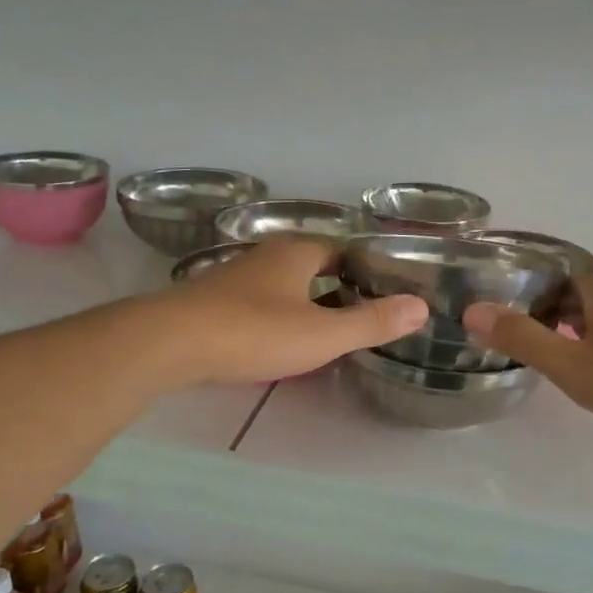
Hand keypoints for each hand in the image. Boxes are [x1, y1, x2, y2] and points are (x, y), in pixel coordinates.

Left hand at [163, 237, 427, 385]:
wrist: (172, 342)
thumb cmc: (255, 331)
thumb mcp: (323, 333)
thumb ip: (372, 322)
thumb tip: (420, 307)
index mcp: (298, 252)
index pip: (341, 250)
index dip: (364, 269)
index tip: (383, 292)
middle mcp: (267, 255)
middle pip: (311, 265)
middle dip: (334, 285)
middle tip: (359, 315)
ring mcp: (236, 276)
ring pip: (281, 283)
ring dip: (302, 301)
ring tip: (324, 330)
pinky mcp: (212, 300)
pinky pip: (256, 302)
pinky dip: (274, 314)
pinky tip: (275, 338)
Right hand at [463, 278, 592, 456]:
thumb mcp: (571, 364)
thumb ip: (522, 339)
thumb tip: (473, 310)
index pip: (559, 282)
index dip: (533, 297)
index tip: (510, 322)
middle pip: (583, 302)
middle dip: (554, 319)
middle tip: (527, 347)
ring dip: (581, 339)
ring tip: (558, 367)